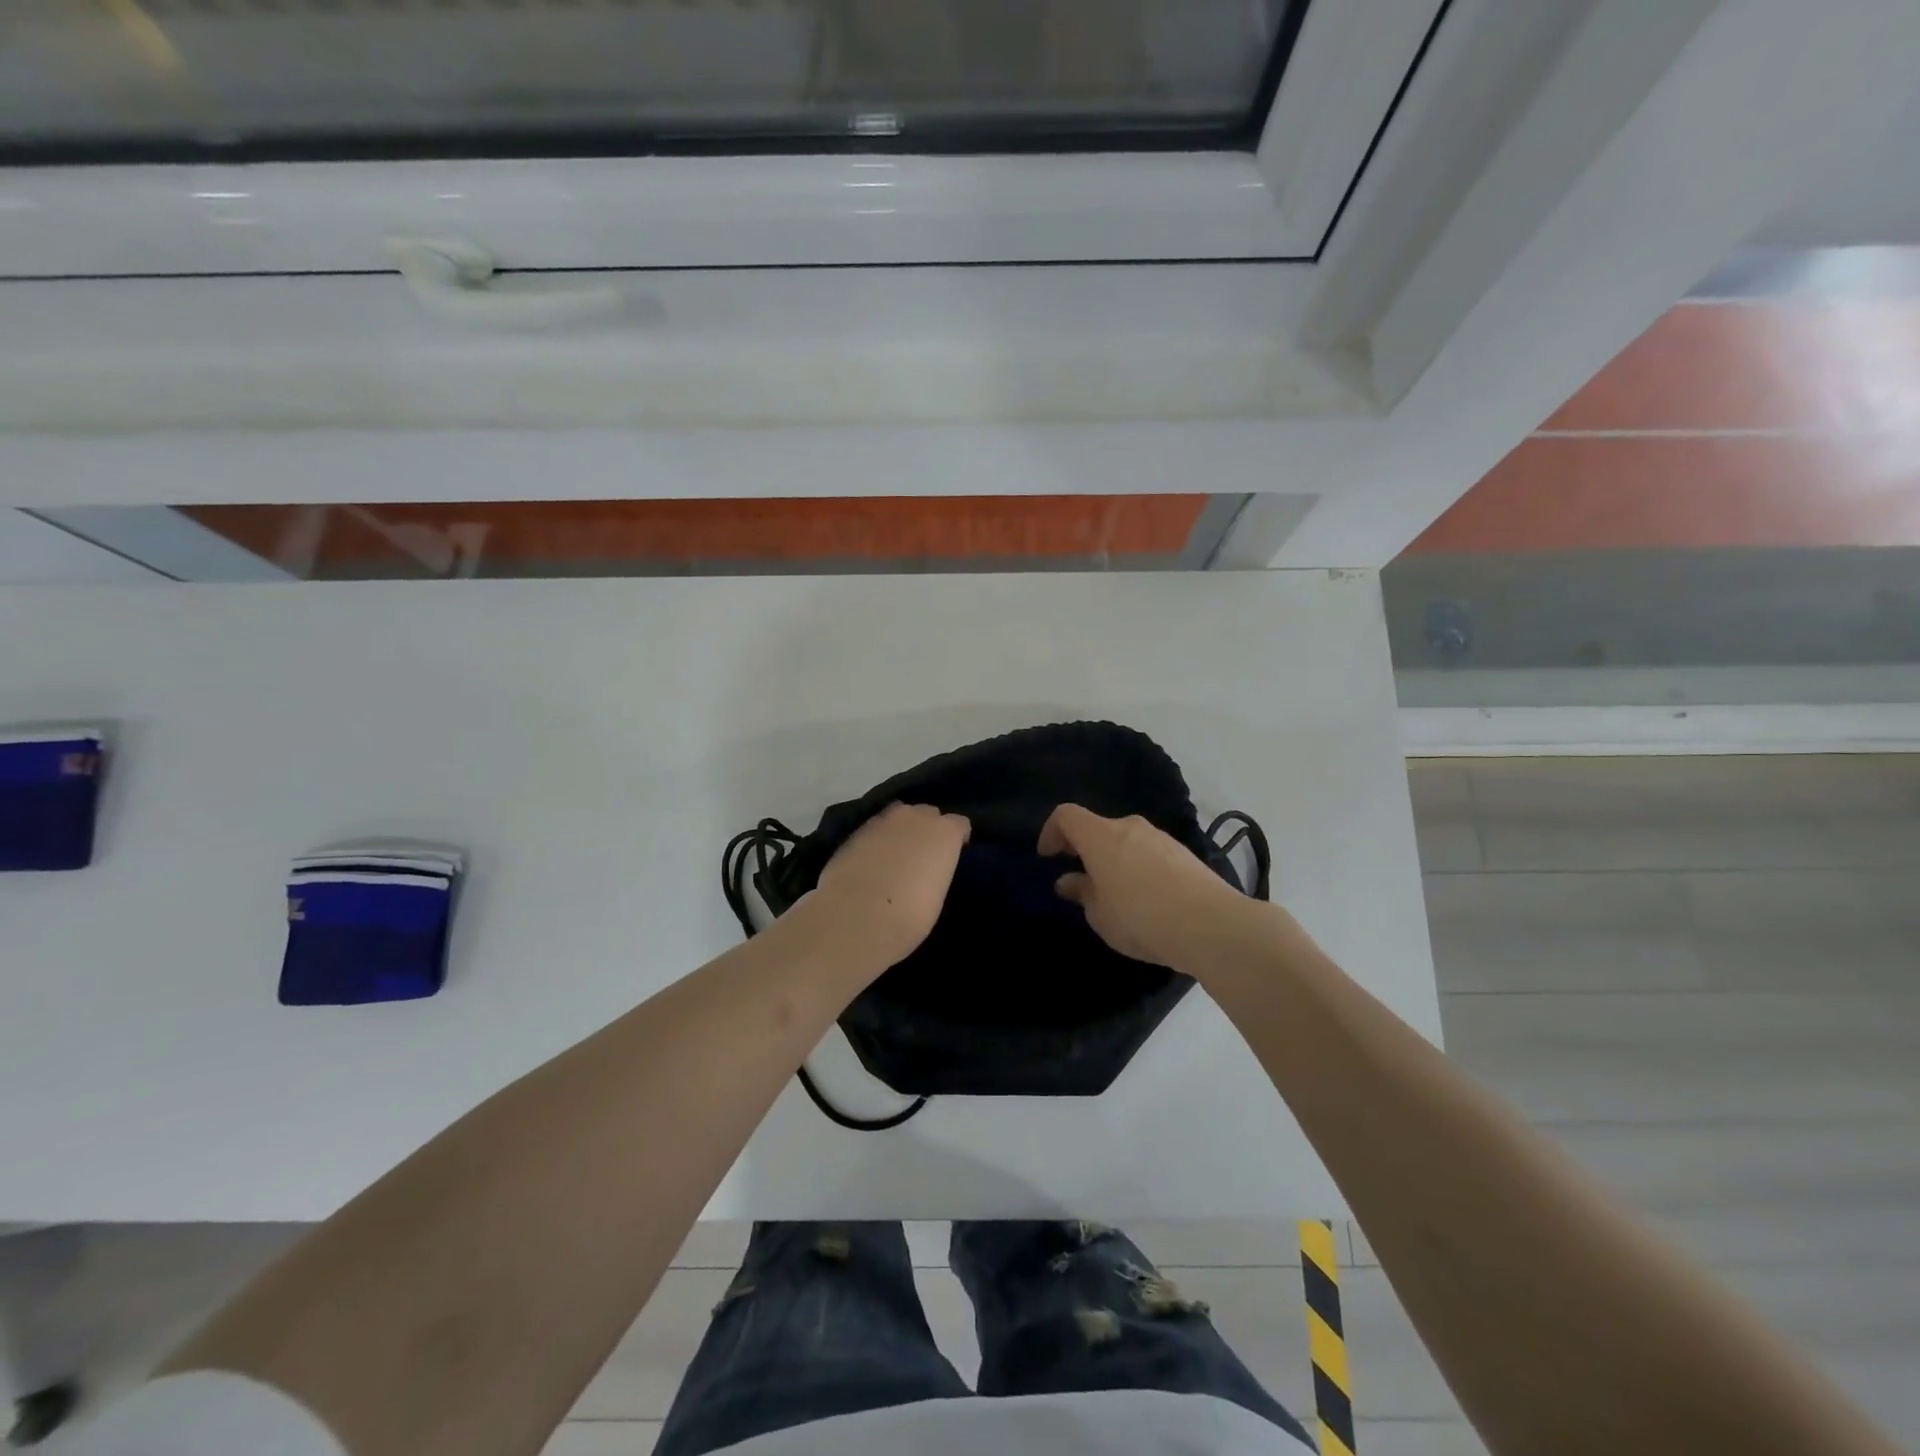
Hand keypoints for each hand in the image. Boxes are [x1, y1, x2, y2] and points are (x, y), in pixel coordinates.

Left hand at [811, 802, 970, 967]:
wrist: (856, 917)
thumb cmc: (910, 916)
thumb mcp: (936, 896)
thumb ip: (935, 872)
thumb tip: (926, 873)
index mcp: (945, 832)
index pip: (959, 824)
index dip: (957, 839)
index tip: (952, 855)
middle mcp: (916, 816)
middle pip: (928, 813)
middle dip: (927, 829)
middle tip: (922, 856)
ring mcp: (882, 820)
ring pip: (898, 816)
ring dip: (900, 829)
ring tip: (894, 855)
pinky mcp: (854, 831)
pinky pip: (874, 829)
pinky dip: (876, 840)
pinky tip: (870, 860)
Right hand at [1039, 803, 1256, 969]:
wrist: (1211, 924)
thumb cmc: (1141, 918)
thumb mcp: (1100, 915)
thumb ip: (1082, 893)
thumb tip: (1070, 881)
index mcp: (1100, 836)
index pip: (1066, 815)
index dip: (1051, 832)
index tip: (1049, 857)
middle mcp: (1129, 827)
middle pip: (1098, 828)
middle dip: (1085, 849)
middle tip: (1082, 880)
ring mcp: (1160, 837)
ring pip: (1127, 841)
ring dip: (1114, 859)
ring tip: (1116, 894)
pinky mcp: (1184, 853)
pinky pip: (1150, 853)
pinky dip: (1139, 867)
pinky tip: (1147, 899)